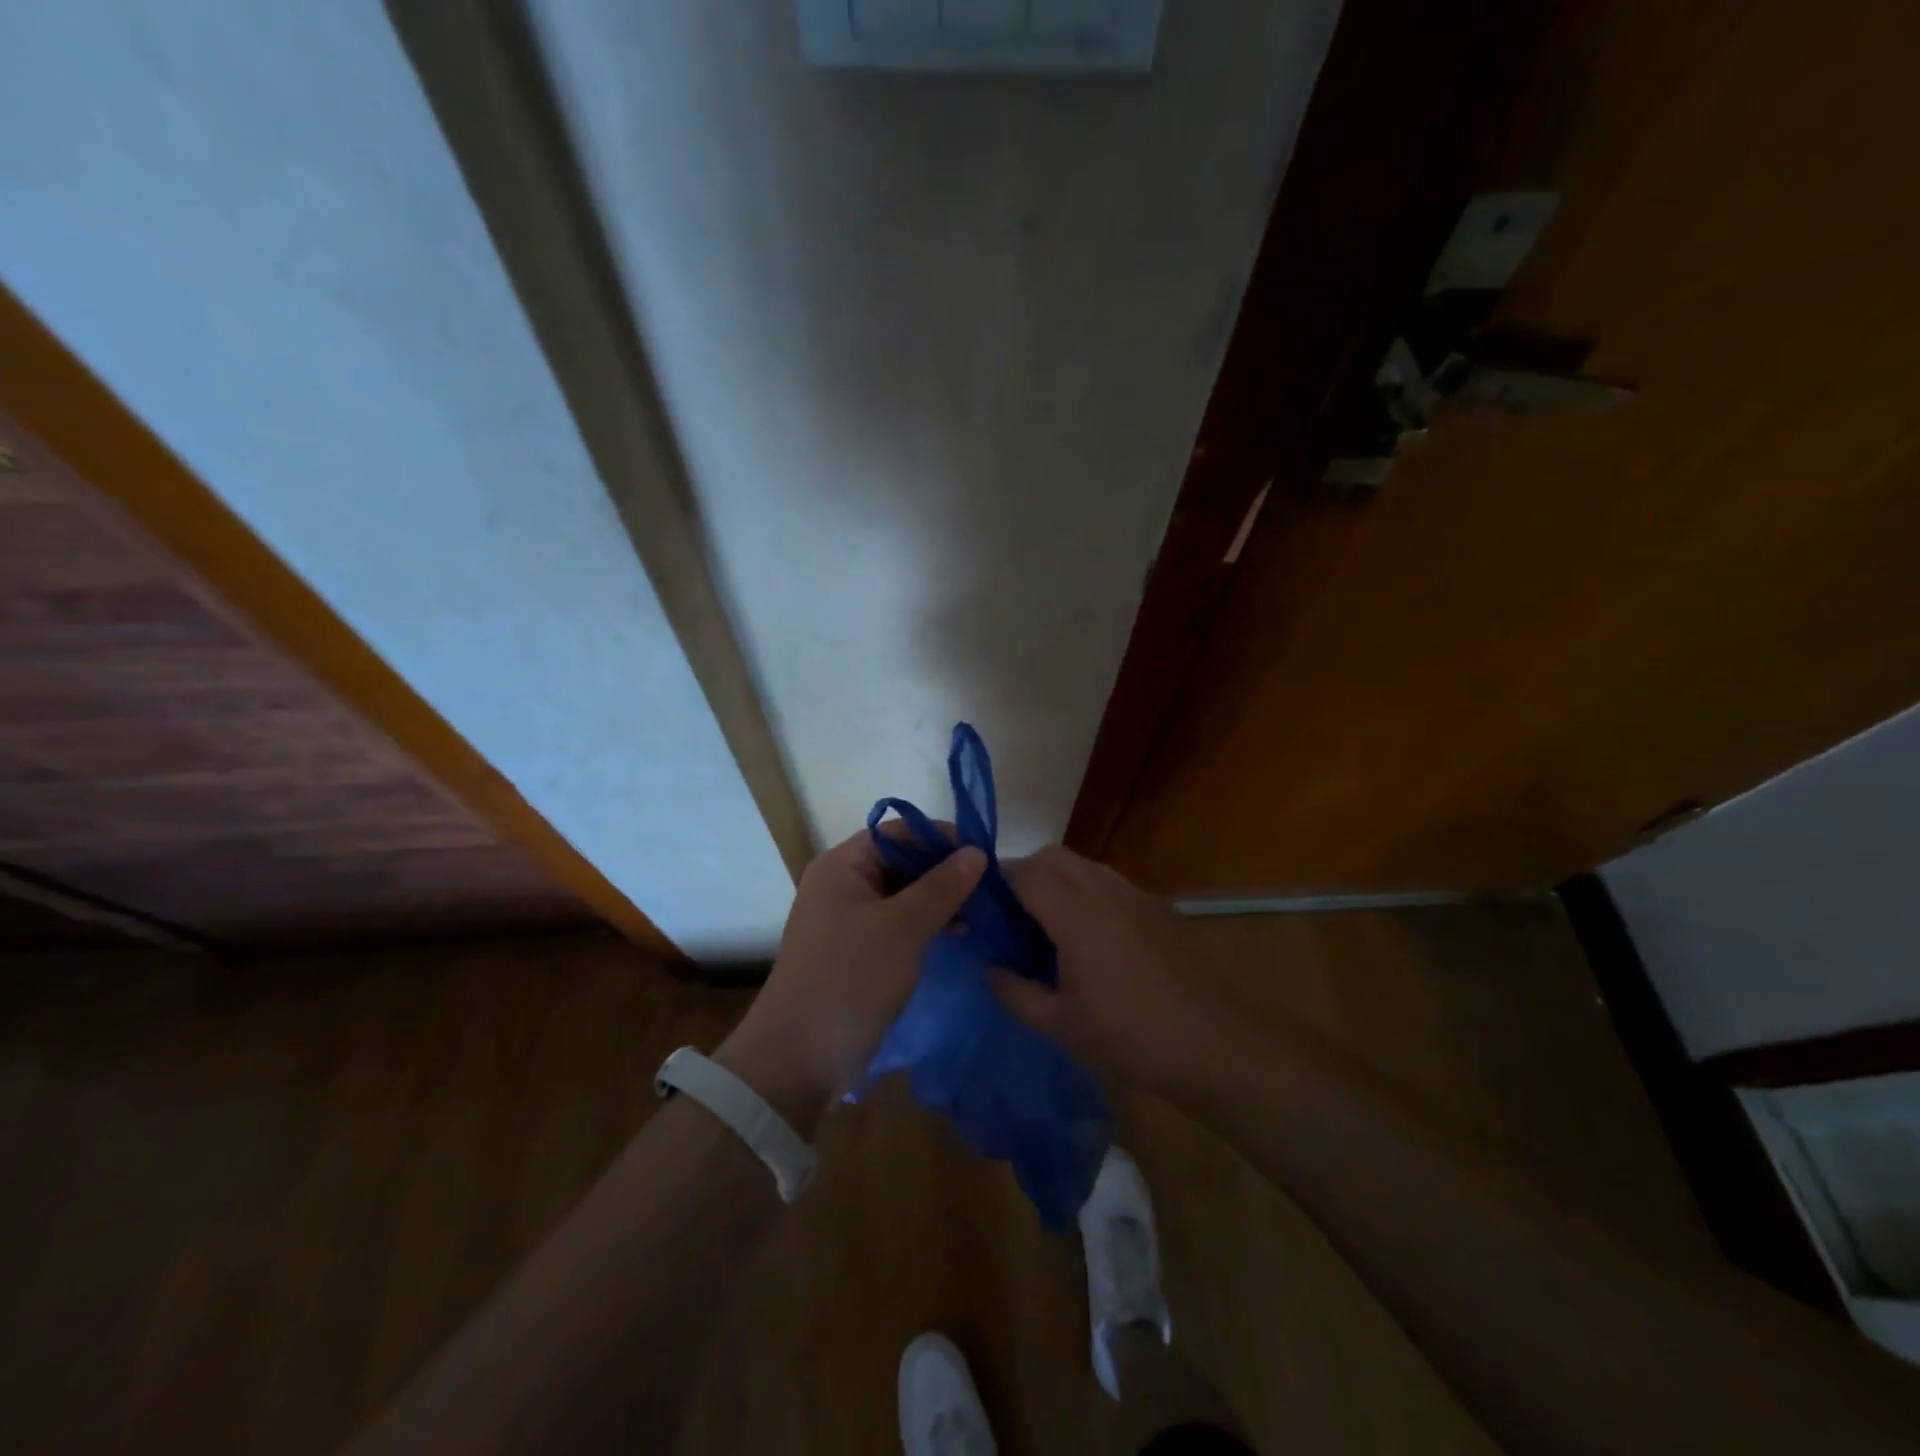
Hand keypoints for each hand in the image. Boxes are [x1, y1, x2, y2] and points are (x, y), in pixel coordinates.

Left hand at [717, 828, 984, 1131]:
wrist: (800, 1057)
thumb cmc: (851, 979)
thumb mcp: (902, 928)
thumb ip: (942, 887)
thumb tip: (976, 852)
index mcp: (843, 865)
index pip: (899, 831)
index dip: (941, 838)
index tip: (984, 856)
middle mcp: (842, 883)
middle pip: (901, 860)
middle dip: (943, 871)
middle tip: (989, 888)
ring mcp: (847, 918)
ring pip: (902, 894)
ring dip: (938, 899)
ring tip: (979, 914)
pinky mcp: (856, 950)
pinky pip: (896, 922)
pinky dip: (925, 923)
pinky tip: (956, 935)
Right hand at [991, 845, 1227, 1094]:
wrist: (1215, 1044)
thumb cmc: (1129, 1037)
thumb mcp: (1059, 1025)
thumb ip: (1013, 991)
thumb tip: (989, 967)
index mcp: (1074, 915)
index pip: (1023, 872)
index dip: (996, 881)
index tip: (982, 907)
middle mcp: (1104, 890)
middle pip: (1053, 857)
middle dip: (1026, 874)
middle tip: (1014, 919)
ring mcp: (1135, 895)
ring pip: (1083, 865)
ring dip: (1058, 880)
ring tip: (1051, 928)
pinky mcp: (1158, 907)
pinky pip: (1110, 883)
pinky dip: (1088, 893)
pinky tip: (1095, 939)